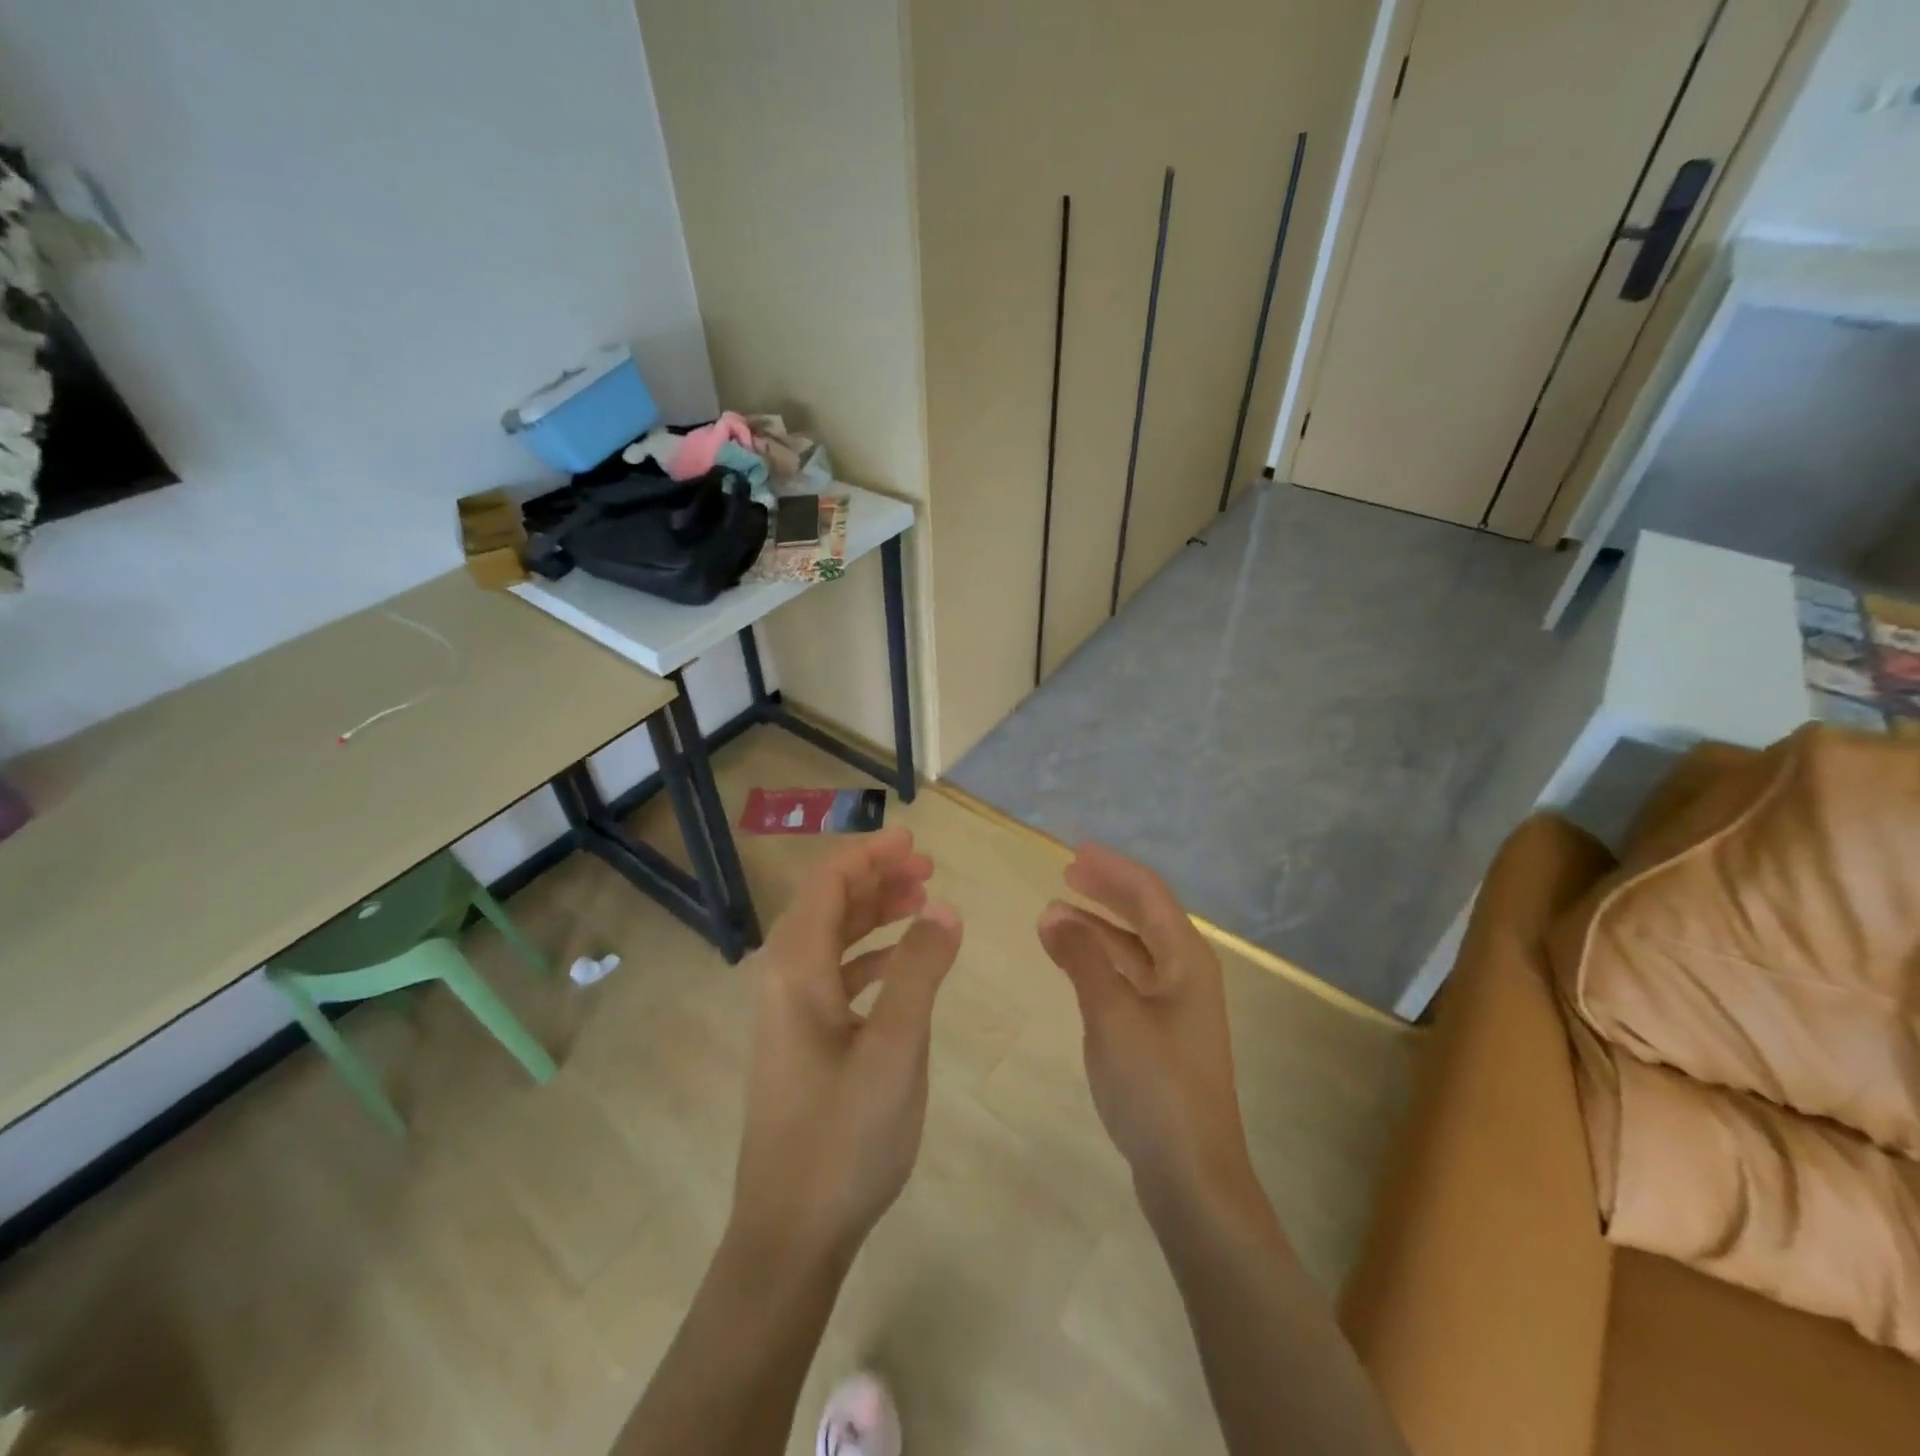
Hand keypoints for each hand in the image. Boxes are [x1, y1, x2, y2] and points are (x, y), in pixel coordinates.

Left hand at [729, 827, 961, 1272]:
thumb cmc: (844, 1136)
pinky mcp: (801, 1041)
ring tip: (922, 904)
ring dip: (874, 914)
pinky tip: (903, 965)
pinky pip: (835, 975)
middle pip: (828, 905)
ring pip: (832, 939)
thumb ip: (919, 970)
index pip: (828, 883)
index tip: (916, 841)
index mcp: (796, 969)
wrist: (791, 1233)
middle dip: (876, 879)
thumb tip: (942, 907)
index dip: (870, 854)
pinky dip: (870, 956)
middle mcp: (783, 980)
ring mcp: (789, 1013)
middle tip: (928, 870)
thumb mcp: (896, 1048)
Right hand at [1038, 844, 1263, 1224]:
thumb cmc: (1155, 1085)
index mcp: (1186, 959)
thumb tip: (1053, 913)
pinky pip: (1130, 979)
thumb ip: (1082, 958)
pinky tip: (1077, 966)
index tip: (1074, 851)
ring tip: (1058, 916)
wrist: (1192, 1175)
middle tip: (1067, 873)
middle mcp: (1188, 974)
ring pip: (1136, 950)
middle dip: (1107, 892)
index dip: (1112, 868)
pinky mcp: (1165, 1036)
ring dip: (1100, 929)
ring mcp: (1178, 1007)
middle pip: (1146, 916)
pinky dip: (1102, 963)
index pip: (1148, 894)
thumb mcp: (1111, 1013)